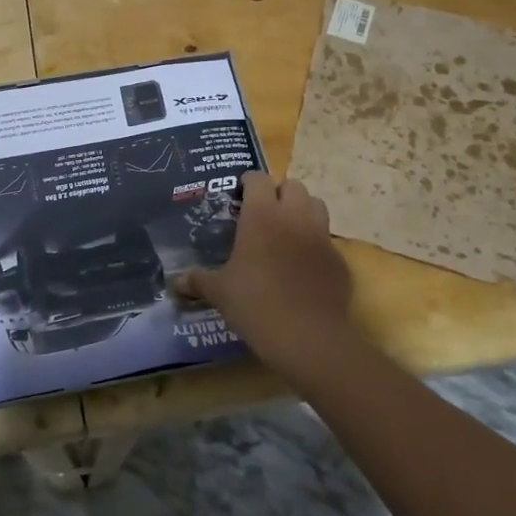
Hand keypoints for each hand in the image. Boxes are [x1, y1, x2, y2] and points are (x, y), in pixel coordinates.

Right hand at [183, 173, 354, 374]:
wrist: (308, 337)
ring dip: (302, 211)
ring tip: (287, 231)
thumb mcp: (220, 292)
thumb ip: (198, 281)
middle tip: (264, 214)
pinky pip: (327, 239)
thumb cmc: (256, 304)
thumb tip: (176, 282)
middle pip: (293, 185)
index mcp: (262, 215)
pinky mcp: (339, 259)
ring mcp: (321, 236)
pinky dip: (316, 243)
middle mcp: (294, 216)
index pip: (258, 178)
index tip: (239, 196)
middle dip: (279, 193)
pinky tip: (304, 265)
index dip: (248, 183)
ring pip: (316, 205)